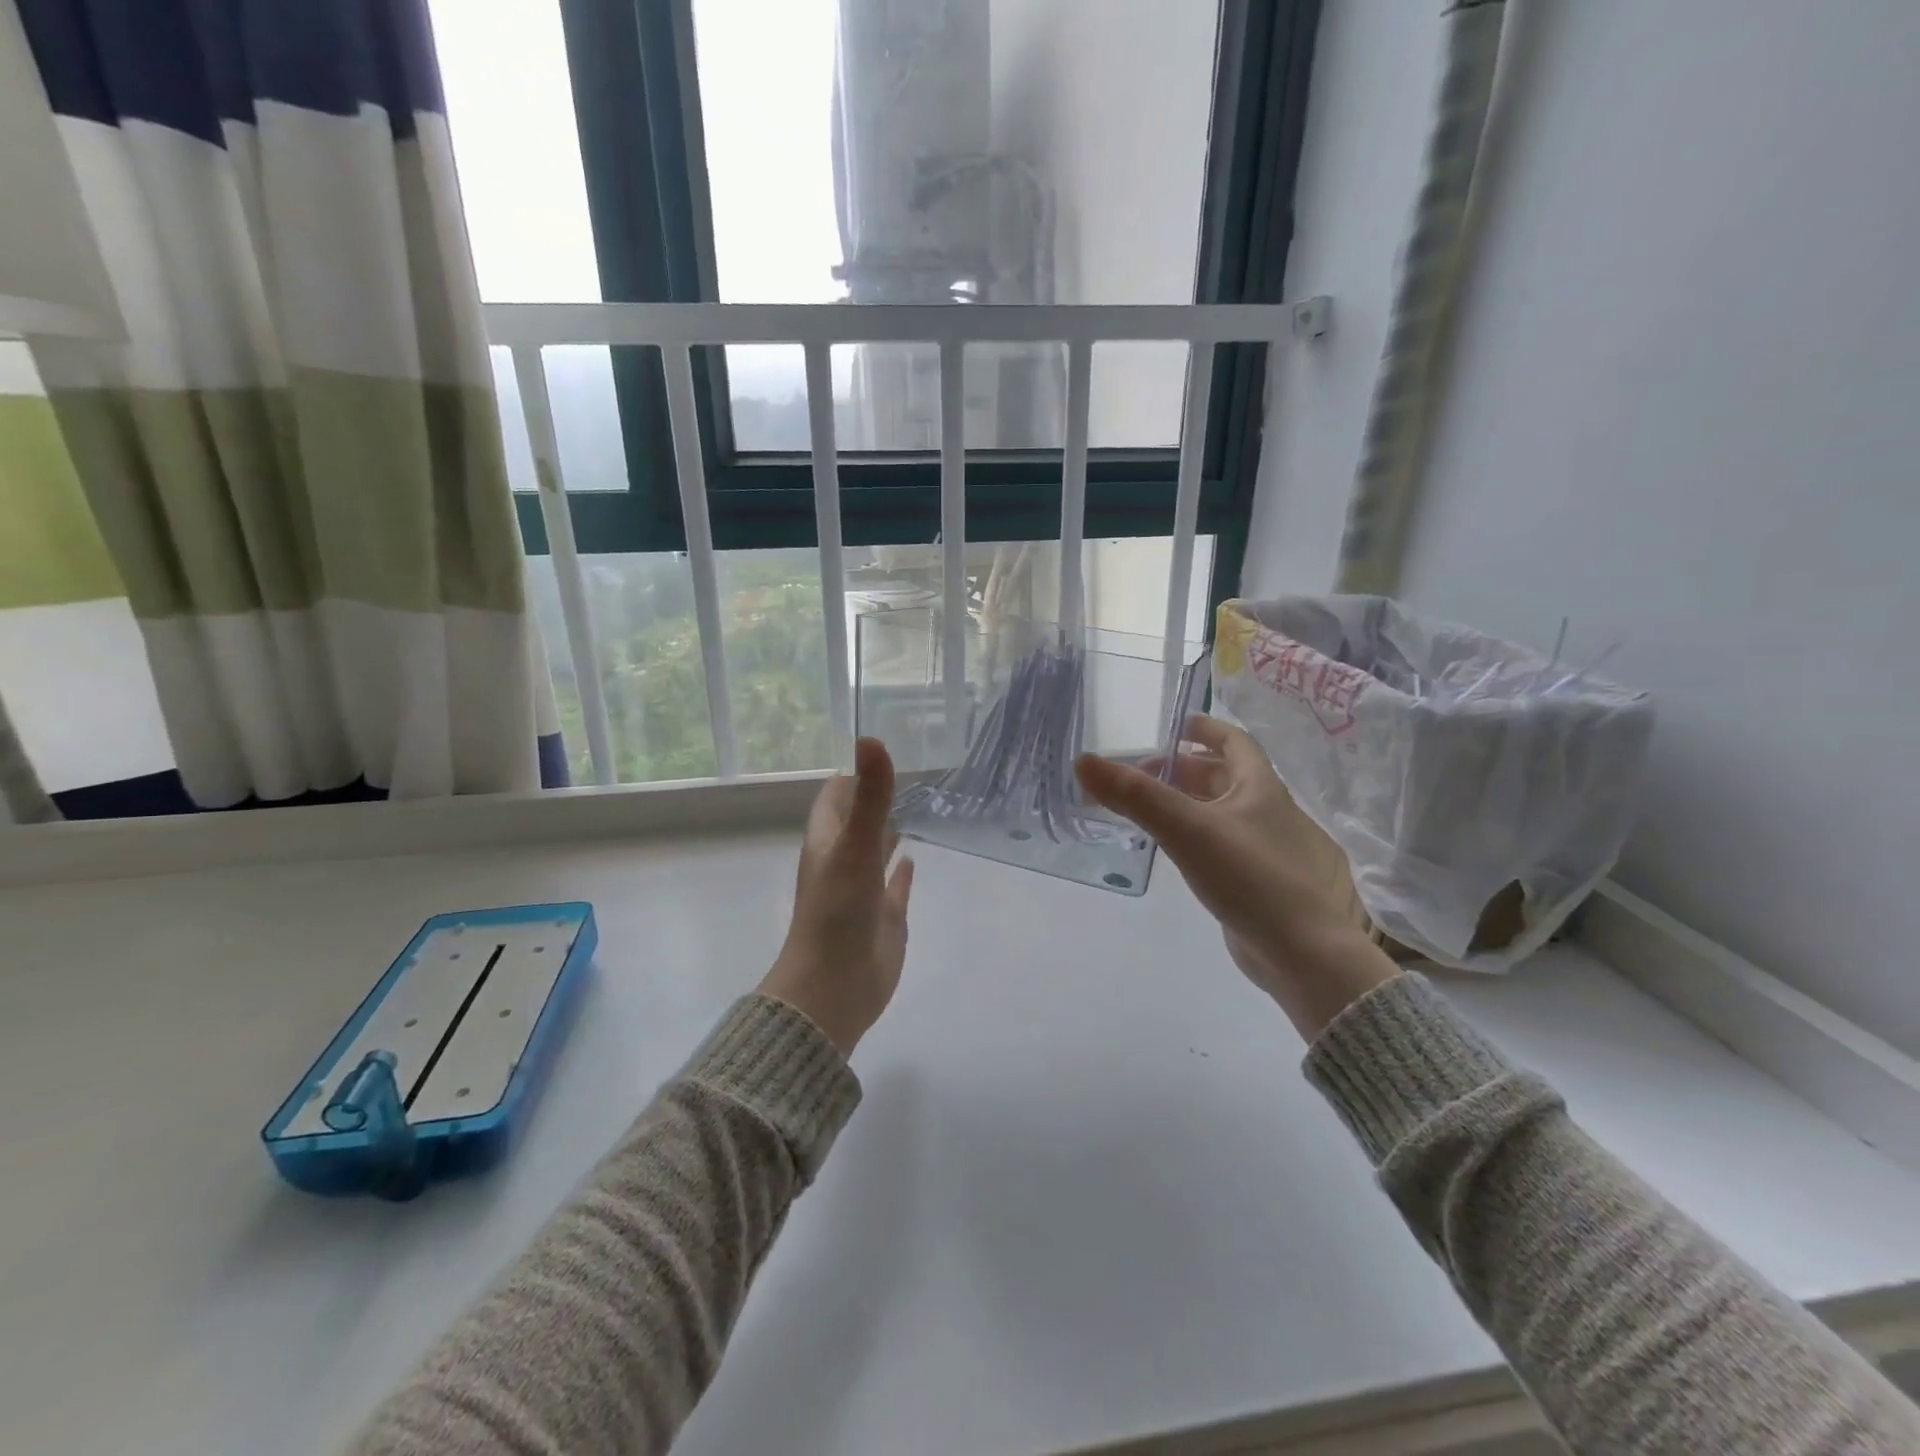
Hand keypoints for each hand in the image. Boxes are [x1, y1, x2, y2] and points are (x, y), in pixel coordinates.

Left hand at [759, 737, 915, 1055]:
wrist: (834, 988)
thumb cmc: (837, 913)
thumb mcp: (854, 848)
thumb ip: (871, 797)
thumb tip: (871, 738)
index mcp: (829, 841)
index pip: (836, 796)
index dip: (855, 774)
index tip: (884, 750)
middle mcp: (844, 860)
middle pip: (859, 820)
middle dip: (878, 798)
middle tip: (913, 773)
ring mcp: (864, 889)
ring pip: (877, 850)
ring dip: (892, 830)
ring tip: (920, 805)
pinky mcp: (885, 916)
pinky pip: (895, 886)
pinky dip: (902, 870)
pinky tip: (914, 858)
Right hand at [1076, 715, 1396, 1038]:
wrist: (1302, 952)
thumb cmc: (1251, 877)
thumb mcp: (1187, 830)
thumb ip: (1135, 797)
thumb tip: (1083, 762)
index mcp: (1260, 787)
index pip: (1234, 742)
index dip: (1205, 728)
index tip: (1173, 725)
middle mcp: (1266, 811)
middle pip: (1222, 776)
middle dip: (1182, 769)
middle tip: (1139, 774)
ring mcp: (1265, 848)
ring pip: (1220, 812)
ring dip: (1186, 803)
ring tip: (1146, 809)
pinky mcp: (1258, 882)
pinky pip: (1220, 844)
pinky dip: (1194, 835)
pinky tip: (1172, 850)